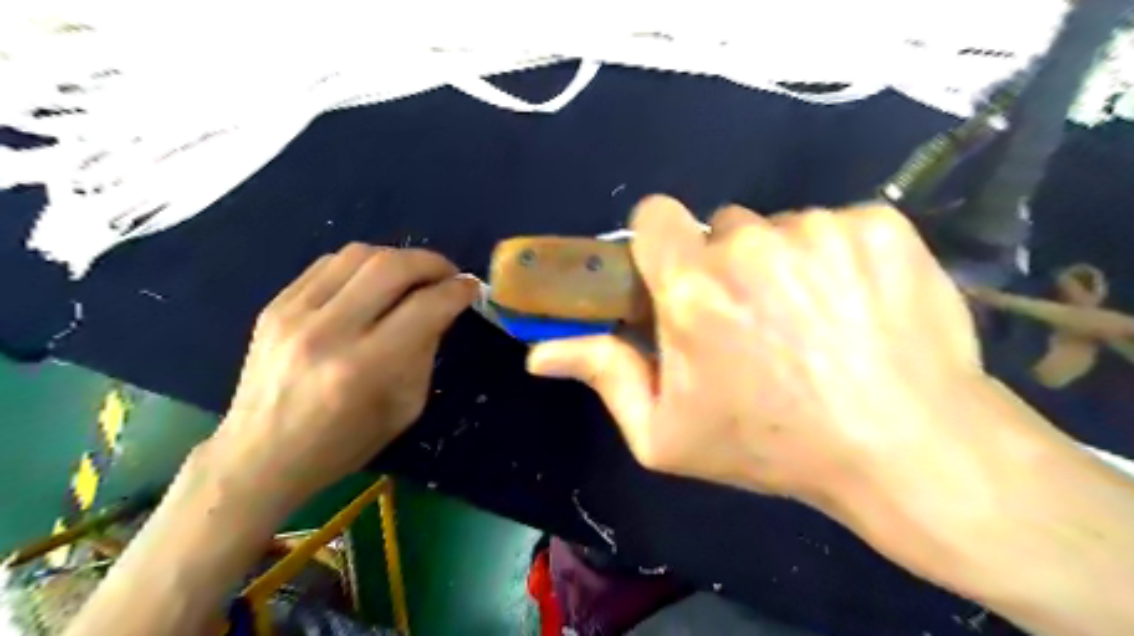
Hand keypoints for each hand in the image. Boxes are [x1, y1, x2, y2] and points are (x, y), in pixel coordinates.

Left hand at [207, 242, 473, 505]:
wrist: (262, 456)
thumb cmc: (344, 443)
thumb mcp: (405, 407)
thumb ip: (425, 351)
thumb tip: (441, 307)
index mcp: (365, 369)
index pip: (425, 308)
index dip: (457, 290)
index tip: (471, 287)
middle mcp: (328, 333)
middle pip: (391, 267)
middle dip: (432, 263)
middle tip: (448, 273)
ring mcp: (293, 314)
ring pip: (359, 255)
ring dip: (398, 258)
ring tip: (413, 275)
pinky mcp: (274, 306)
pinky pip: (328, 263)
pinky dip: (362, 265)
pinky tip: (374, 281)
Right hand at [528, 197, 989, 512]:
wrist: (907, 450)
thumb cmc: (773, 445)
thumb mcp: (667, 433)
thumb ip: (604, 376)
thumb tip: (538, 353)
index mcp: (693, 288)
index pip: (654, 216)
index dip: (662, 243)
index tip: (679, 276)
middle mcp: (751, 243)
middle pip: (721, 227)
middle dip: (726, 265)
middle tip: (754, 320)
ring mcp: (820, 228)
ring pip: (781, 227)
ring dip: (783, 263)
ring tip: (812, 320)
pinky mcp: (879, 224)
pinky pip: (837, 224)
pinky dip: (839, 256)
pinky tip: (856, 306)